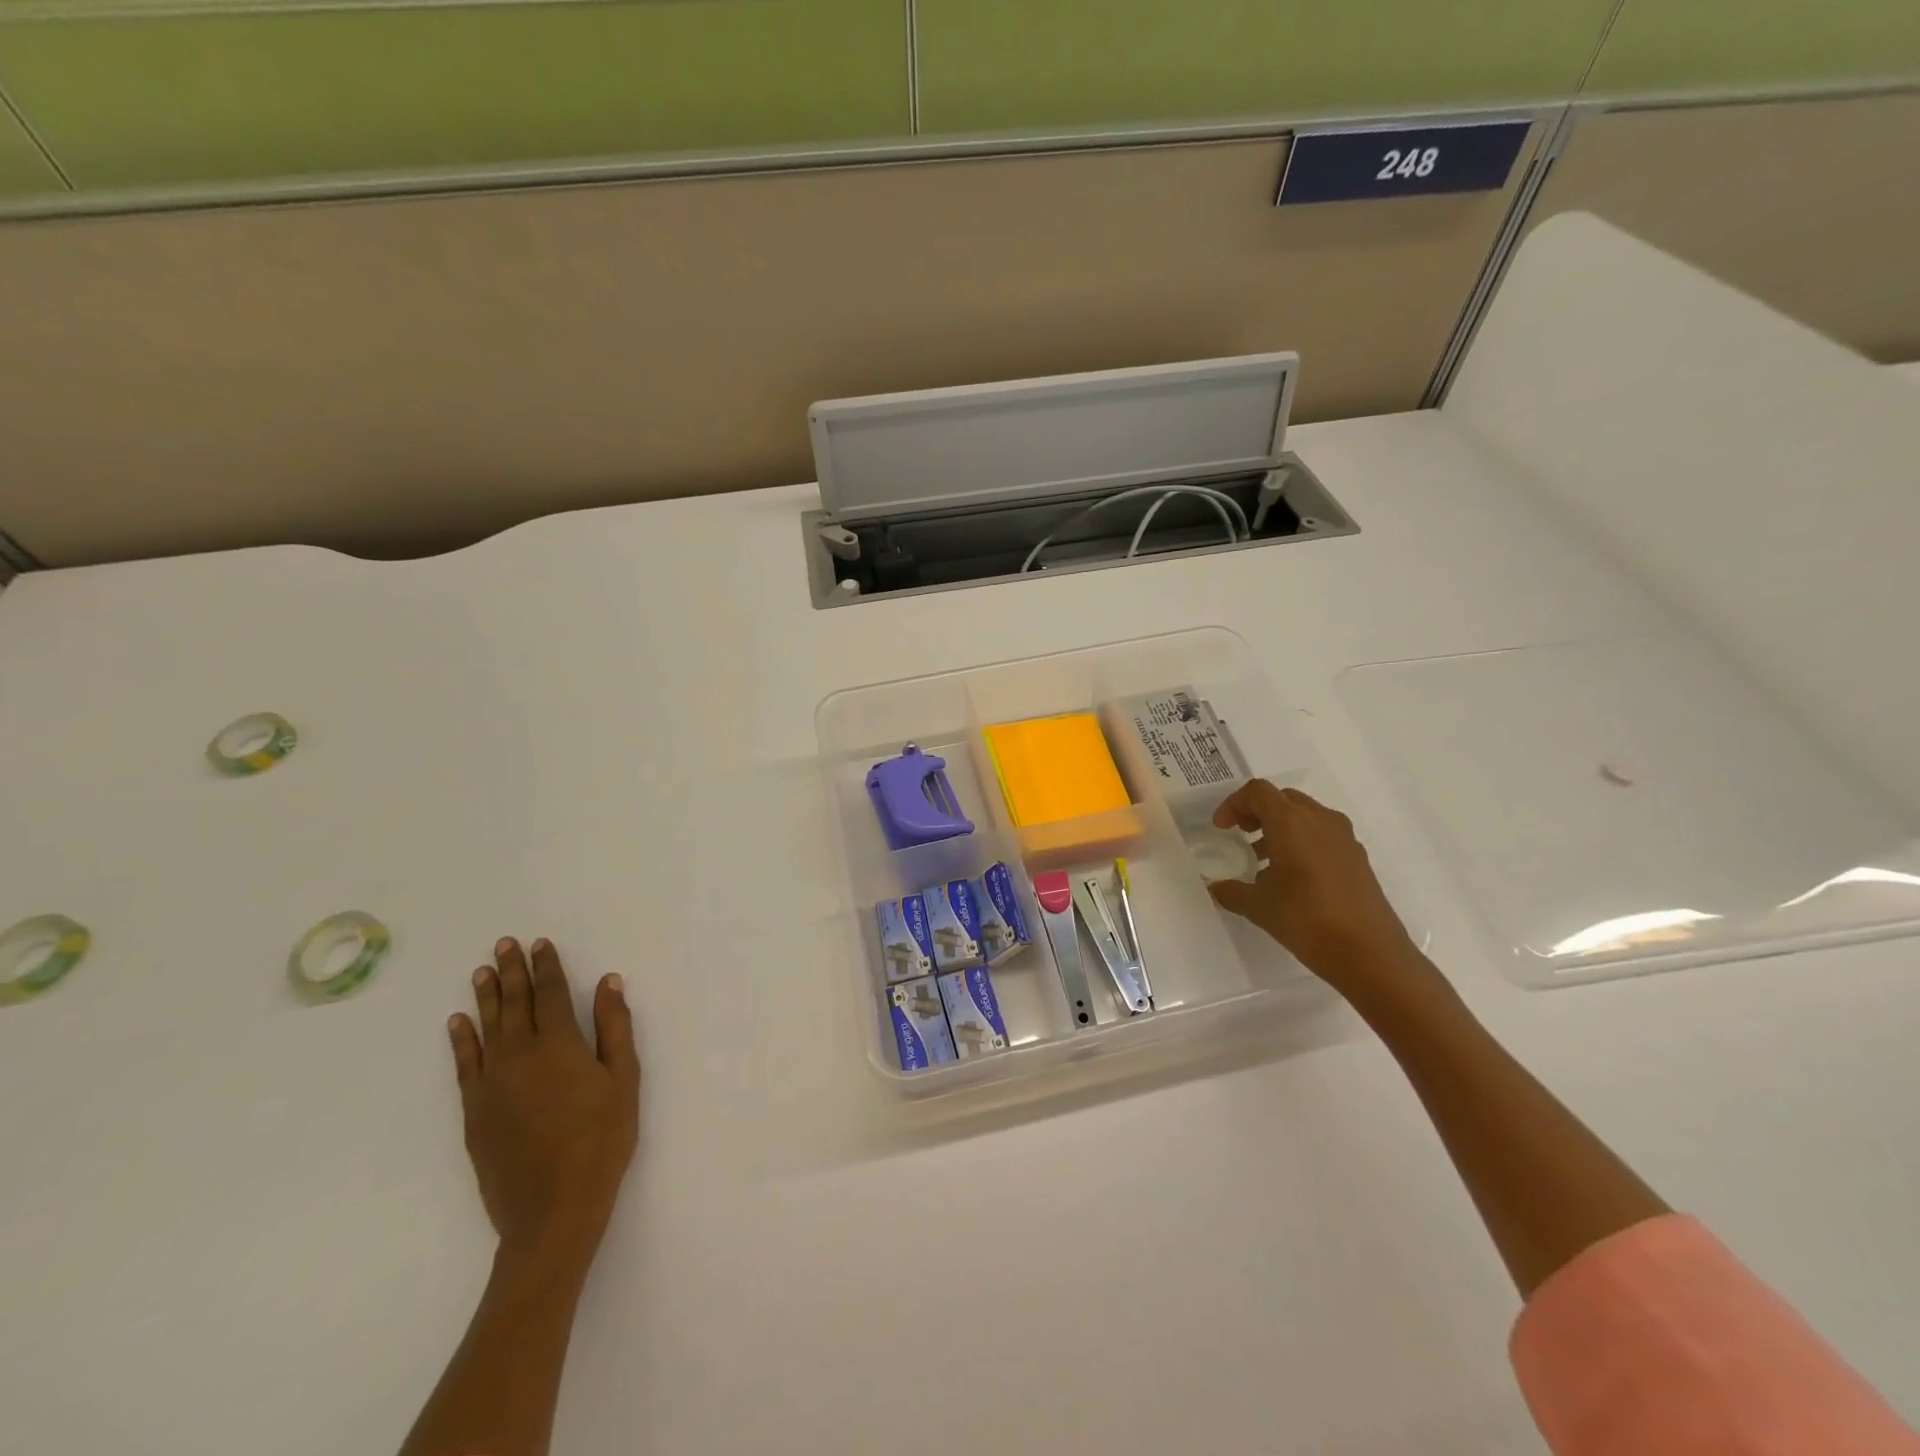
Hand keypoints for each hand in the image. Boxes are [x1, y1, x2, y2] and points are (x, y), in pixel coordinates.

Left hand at [448, 938, 640, 1268]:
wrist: (552, 1208)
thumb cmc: (602, 1139)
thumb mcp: (624, 1079)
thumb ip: (614, 1027)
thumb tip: (608, 982)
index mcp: (559, 1044)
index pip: (550, 993)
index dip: (546, 966)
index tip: (540, 943)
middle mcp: (519, 1054)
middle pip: (514, 1003)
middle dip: (512, 970)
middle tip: (503, 944)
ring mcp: (492, 1083)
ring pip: (487, 1027)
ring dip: (486, 996)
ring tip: (481, 972)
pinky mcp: (475, 1110)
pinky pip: (464, 1064)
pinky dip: (461, 1039)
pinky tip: (458, 1022)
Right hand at [1208, 780, 1426, 999]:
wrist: (1370, 954)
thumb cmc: (1307, 920)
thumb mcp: (1258, 907)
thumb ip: (1231, 891)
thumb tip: (1215, 887)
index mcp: (1291, 823)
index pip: (1258, 792)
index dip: (1234, 804)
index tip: (1222, 829)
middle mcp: (1320, 820)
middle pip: (1283, 798)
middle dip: (1257, 811)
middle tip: (1241, 835)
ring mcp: (1344, 838)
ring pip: (1305, 815)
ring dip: (1280, 827)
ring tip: (1263, 860)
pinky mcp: (1357, 858)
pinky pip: (1322, 835)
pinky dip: (1301, 842)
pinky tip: (1292, 878)